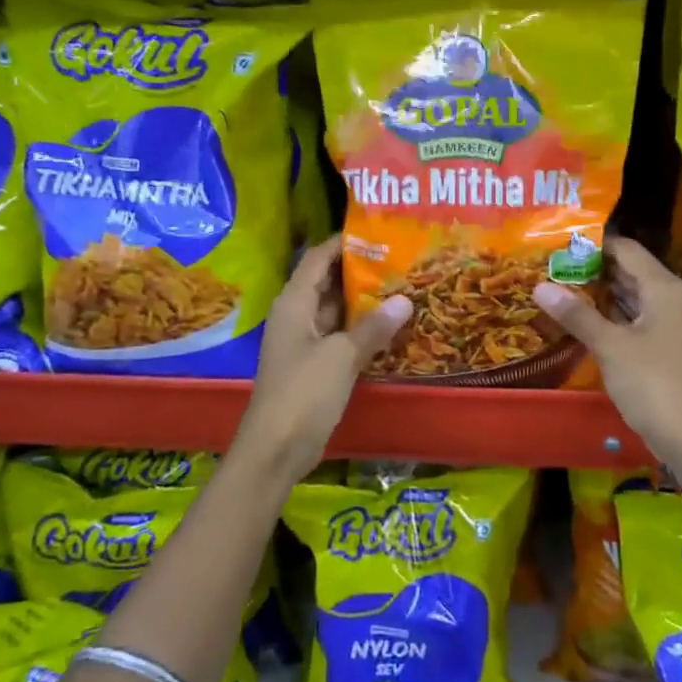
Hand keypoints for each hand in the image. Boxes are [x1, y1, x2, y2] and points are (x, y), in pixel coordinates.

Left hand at [232, 237, 411, 484]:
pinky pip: (339, 336)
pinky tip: (390, 326)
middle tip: (399, 258)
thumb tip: (405, 300)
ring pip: (335, 311)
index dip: (343, 242)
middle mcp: (296, 316)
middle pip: (327, 282)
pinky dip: (360, 329)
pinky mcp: (314, 366)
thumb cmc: (303, 394)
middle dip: (359, 270)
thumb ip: (373, 328)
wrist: (275, 449)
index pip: (318, 259)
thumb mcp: (341, 357)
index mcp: (294, 304)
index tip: (377, 231)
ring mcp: (304, 342)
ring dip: (362, 301)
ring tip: (402, 285)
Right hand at [533, 236, 681, 490]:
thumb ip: (576, 314)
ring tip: (562, 286)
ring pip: (633, 296)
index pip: (627, 249)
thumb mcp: (610, 346)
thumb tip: (539, 286)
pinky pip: (637, 318)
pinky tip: (584, 318)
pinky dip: (612, 314)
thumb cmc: (652, 383)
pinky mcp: (667, 346)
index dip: (595, 244)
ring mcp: (672, 323)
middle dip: (594, 268)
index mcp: (664, 288)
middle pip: (630, 270)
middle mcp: (672, 298)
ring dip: (601, 292)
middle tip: (554, 264)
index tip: (561, 242)